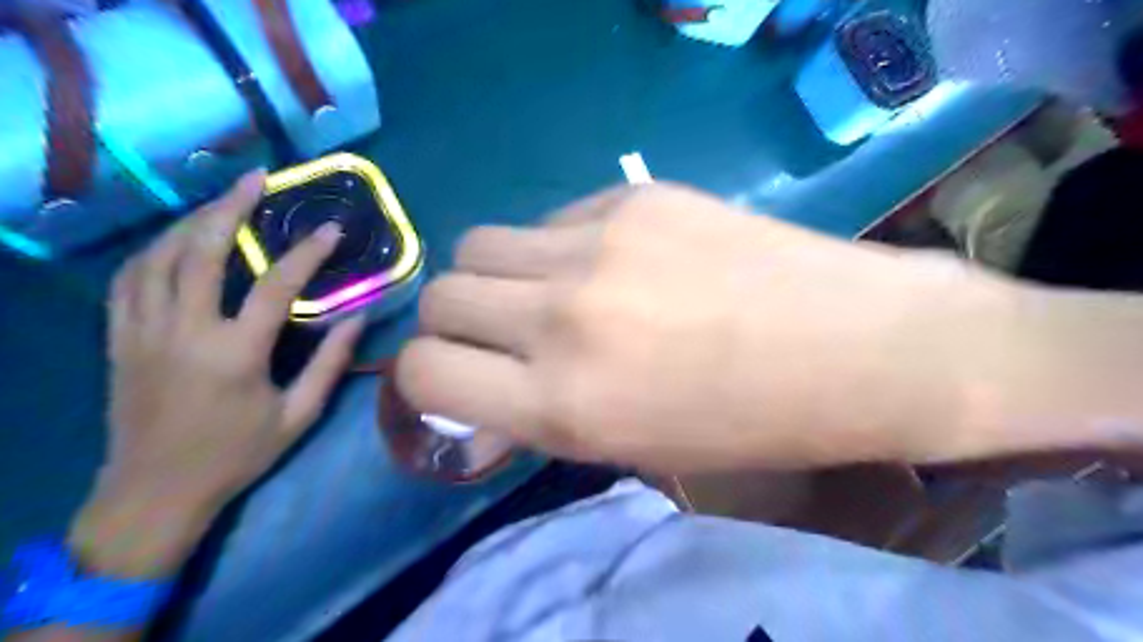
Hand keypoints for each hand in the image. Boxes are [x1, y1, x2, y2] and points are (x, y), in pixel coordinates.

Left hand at [71, 171, 362, 575]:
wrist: (153, 493)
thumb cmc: (236, 456)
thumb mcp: (298, 416)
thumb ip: (330, 364)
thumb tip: (358, 318)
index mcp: (235, 354)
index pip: (275, 286)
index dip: (306, 253)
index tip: (329, 228)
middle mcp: (185, 332)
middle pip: (202, 251)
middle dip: (230, 208)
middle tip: (257, 180)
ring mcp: (143, 332)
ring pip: (158, 257)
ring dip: (190, 220)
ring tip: (219, 199)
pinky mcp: (120, 339)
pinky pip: (128, 279)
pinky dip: (152, 250)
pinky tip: (174, 240)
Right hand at [399, 184, 1016, 473]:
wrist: (856, 346)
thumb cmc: (746, 422)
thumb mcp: (628, 448)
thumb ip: (538, 418)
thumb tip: (477, 401)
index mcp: (562, 402)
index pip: (424, 371)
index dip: (424, 375)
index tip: (449, 373)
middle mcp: (561, 316)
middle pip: (441, 294)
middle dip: (455, 321)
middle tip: (496, 332)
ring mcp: (596, 245)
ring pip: (482, 243)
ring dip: (497, 275)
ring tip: (546, 291)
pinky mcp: (633, 197)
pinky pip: (552, 220)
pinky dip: (557, 247)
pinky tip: (611, 262)